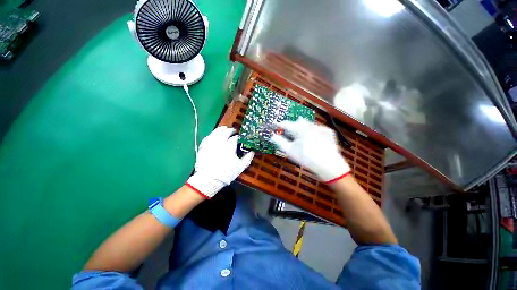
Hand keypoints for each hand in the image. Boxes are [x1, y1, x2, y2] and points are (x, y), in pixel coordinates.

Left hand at [187, 126, 254, 197]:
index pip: (235, 138)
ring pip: (216, 132)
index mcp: (229, 147)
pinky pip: (208, 137)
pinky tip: (214, 134)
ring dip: (221, 129)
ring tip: (225, 128)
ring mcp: (210, 144)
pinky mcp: (203, 146)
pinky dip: (212, 134)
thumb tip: (252, 151)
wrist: (209, 180)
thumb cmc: (226, 174)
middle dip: (231, 130)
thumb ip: (248, 158)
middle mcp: (220, 143)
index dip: (239, 137)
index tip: (241, 138)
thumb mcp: (240, 167)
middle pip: (226, 132)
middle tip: (234, 131)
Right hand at [271, 118, 349, 182]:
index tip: (274, 125)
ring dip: (302, 128)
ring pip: (308, 124)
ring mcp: (321, 127)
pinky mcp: (328, 131)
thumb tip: (272, 136)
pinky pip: (317, 128)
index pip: (286, 124)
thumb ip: (280, 142)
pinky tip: (313, 139)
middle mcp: (310, 124)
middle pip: (297, 122)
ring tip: (300, 136)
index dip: (279, 124)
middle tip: (288, 132)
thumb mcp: (290, 151)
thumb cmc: (306, 159)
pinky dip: (313, 131)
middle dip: (291, 126)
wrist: (329, 166)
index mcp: (300, 129)